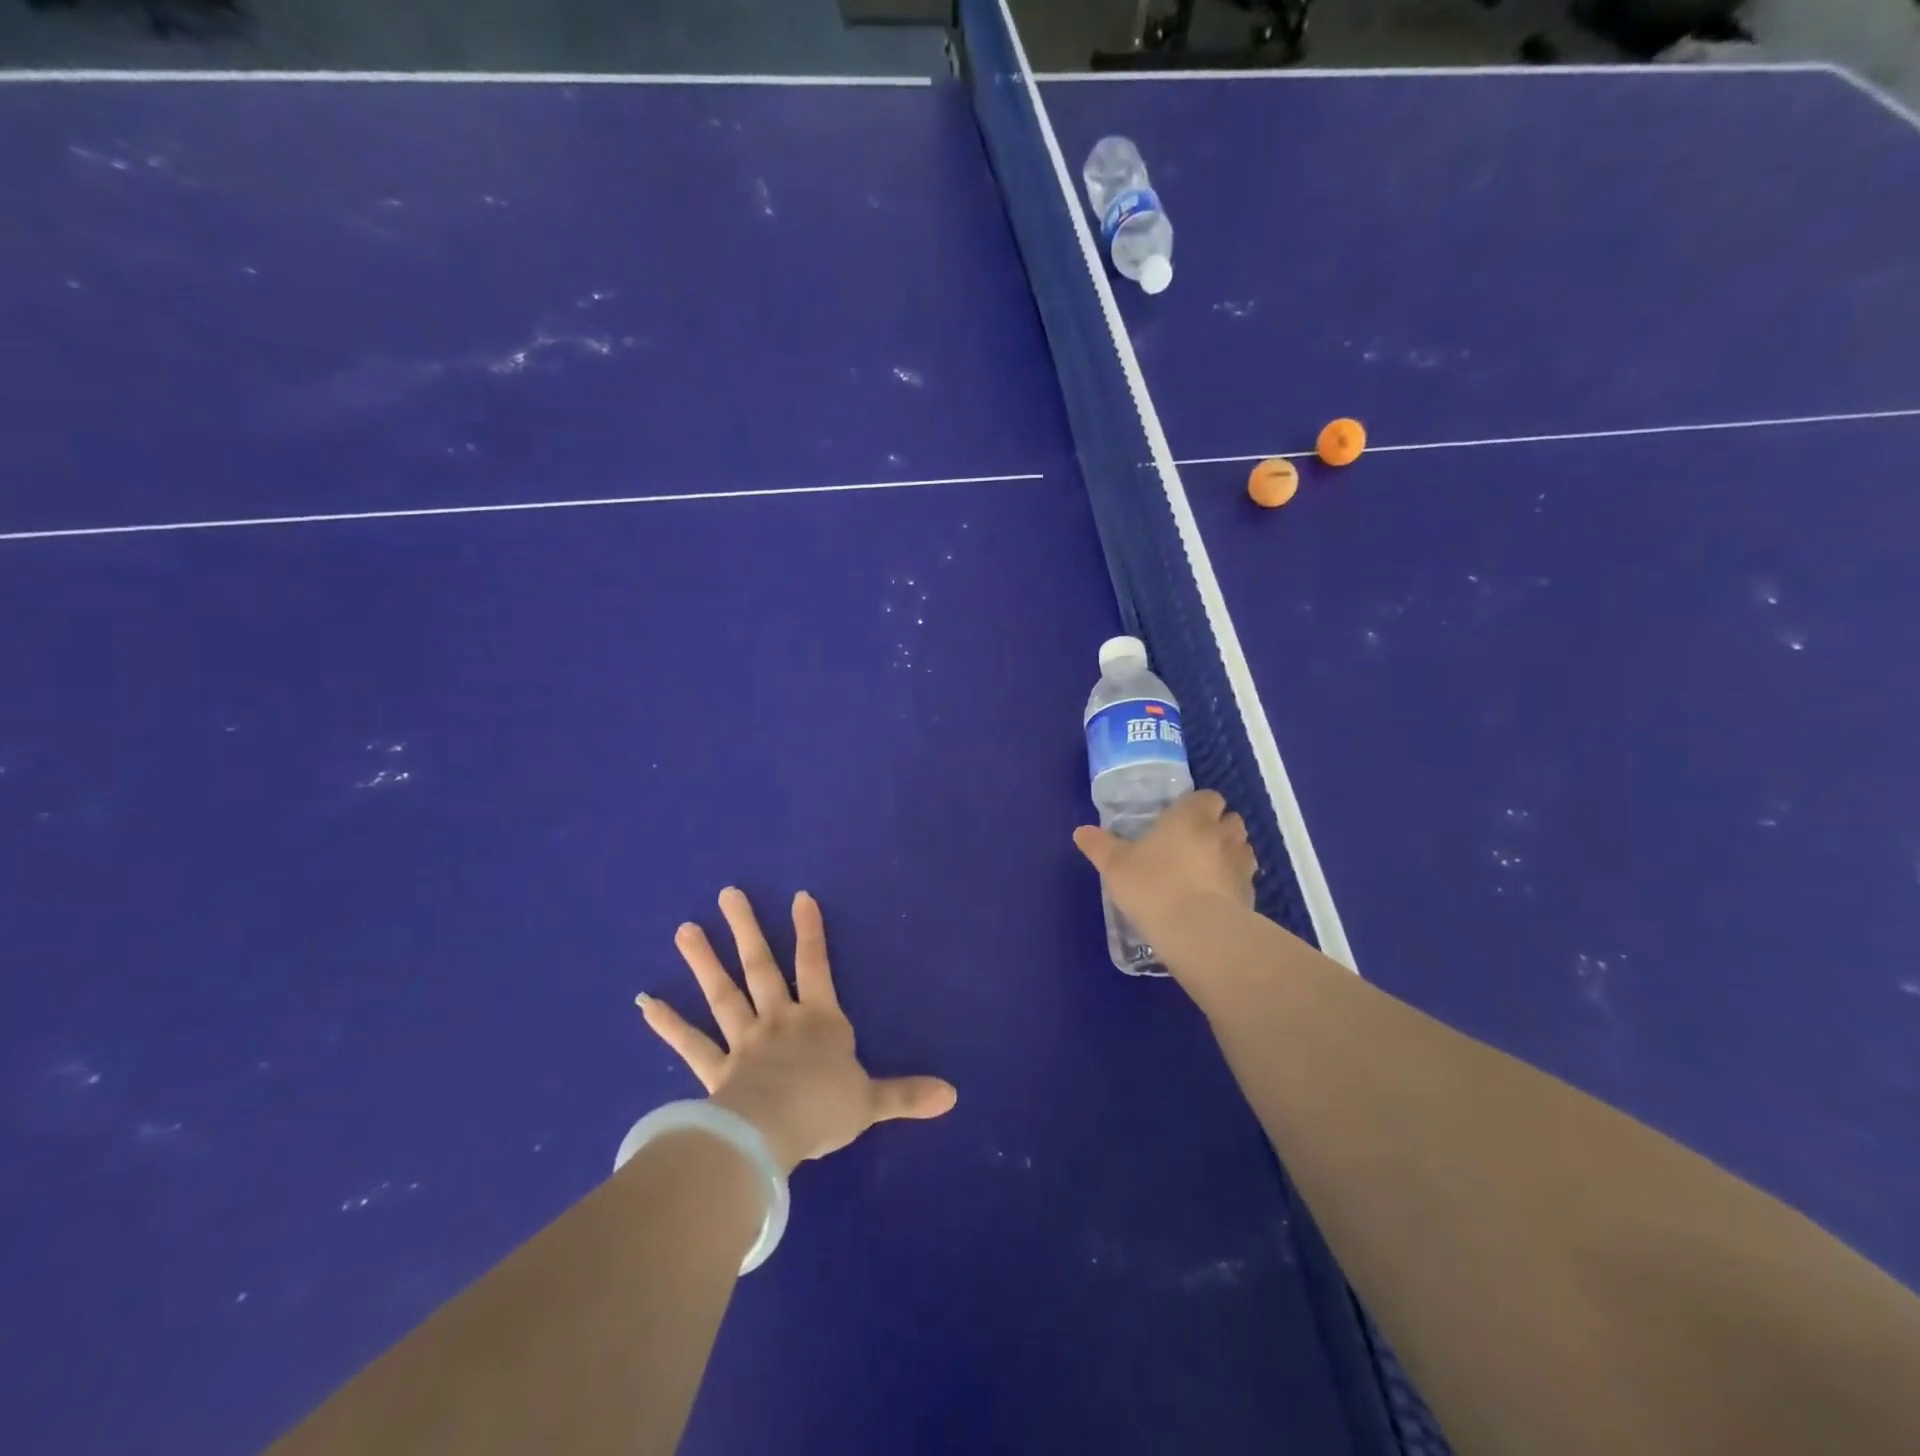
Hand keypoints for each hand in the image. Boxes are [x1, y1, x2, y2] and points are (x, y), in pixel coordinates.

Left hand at [638, 887, 956, 1174]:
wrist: (772, 1136)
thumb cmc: (824, 1110)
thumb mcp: (871, 1102)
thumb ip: (906, 1094)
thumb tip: (953, 1095)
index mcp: (819, 1021)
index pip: (816, 966)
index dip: (810, 930)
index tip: (799, 896)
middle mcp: (779, 1021)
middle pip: (761, 967)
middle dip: (747, 929)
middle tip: (728, 893)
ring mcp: (743, 1042)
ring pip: (723, 994)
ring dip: (704, 961)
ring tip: (685, 929)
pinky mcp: (715, 1069)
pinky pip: (690, 1044)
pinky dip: (668, 1024)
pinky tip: (646, 1003)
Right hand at [1072, 790, 1257, 945]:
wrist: (1198, 931)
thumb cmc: (1153, 886)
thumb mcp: (1115, 866)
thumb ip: (1099, 846)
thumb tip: (1081, 831)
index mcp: (1191, 817)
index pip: (1207, 797)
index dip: (1198, 805)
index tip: (1181, 819)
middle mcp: (1221, 833)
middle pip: (1231, 819)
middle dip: (1218, 826)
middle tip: (1193, 843)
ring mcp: (1241, 864)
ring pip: (1242, 848)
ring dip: (1229, 853)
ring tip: (1206, 870)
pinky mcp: (1250, 894)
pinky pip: (1244, 880)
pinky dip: (1233, 883)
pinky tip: (1215, 899)